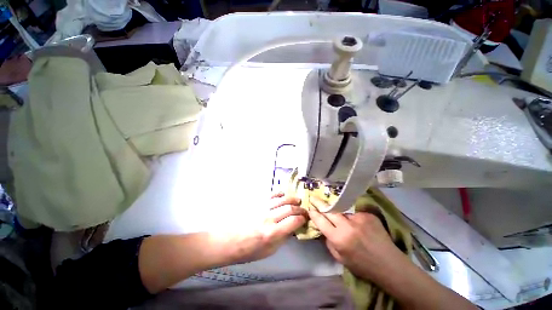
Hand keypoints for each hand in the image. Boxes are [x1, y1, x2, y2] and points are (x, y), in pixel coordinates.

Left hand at [228, 193, 306, 263]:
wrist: (229, 241)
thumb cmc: (249, 250)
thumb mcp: (269, 251)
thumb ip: (283, 238)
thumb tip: (293, 228)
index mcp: (272, 233)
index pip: (294, 221)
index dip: (302, 219)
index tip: (305, 218)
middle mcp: (268, 218)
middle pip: (289, 208)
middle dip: (300, 209)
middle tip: (304, 210)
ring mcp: (262, 208)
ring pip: (282, 199)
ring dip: (292, 199)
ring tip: (297, 200)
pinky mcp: (256, 202)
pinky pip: (271, 195)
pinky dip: (279, 194)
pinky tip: (283, 195)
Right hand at [307, 196, 406, 281]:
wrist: (389, 265)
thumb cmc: (362, 265)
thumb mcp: (340, 259)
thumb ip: (329, 242)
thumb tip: (323, 229)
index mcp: (339, 239)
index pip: (321, 221)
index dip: (313, 213)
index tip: (309, 208)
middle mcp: (347, 226)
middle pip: (329, 210)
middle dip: (319, 203)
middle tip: (313, 197)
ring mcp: (359, 218)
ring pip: (342, 211)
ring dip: (339, 214)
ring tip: (345, 221)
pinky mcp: (368, 215)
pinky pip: (355, 213)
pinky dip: (353, 218)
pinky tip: (360, 226)